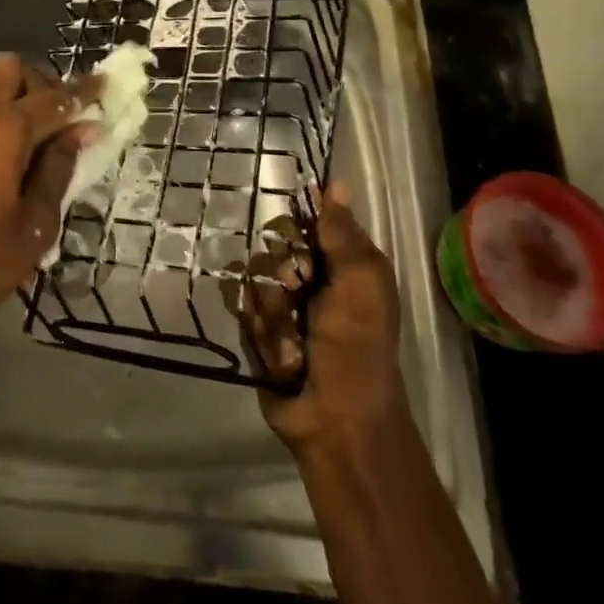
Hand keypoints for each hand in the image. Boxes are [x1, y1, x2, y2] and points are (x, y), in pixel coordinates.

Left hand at [0, 53, 93, 347]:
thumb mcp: (34, 225)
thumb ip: (58, 169)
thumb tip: (78, 132)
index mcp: (1, 129)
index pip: (54, 98)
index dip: (84, 93)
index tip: (106, 87)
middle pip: (10, 70)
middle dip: (41, 85)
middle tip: (59, 122)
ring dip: (12, 100)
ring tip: (30, 146)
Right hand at [243, 182, 409, 458]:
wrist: (336, 420)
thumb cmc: (356, 348)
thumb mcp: (359, 284)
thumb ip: (341, 234)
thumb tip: (334, 183)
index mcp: (342, 264)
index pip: (306, 220)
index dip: (295, 226)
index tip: (295, 238)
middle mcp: (311, 279)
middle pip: (272, 247)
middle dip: (281, 272)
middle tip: (297, 292)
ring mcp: (283, 306)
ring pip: (254, 279)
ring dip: (274, 311)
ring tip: (293, 341)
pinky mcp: (260, 332)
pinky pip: (244, 311)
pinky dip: (263, 332)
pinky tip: (281, 354)